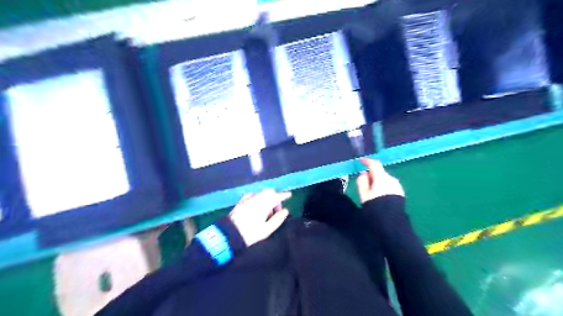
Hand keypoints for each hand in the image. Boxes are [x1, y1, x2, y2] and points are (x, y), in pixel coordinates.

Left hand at [227, 187, 289, 246]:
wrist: (229, 234)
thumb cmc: (250, 233)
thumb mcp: (267, 229)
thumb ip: (278, 219)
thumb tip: (285, 211)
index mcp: (264, 204)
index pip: (277, 196)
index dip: (284, 195)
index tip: (290, 195)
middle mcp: (256, 198)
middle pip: (269, 192)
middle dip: (275, 197)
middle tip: (276, 209)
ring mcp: (248, 199)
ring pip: (261, 193)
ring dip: (266, 198)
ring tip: (266, 211)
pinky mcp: (241, 201)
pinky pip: (252, 195)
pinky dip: (257, 198)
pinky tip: (256, 206)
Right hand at [356, 158, 405, 204]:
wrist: (391, 220)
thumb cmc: (375, 205)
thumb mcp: (363, 194)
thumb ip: (362, 181)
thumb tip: (363, 173)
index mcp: (381, 177)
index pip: (374, 164)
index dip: (367, 161)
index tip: (360, 161)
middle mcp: (391, 178)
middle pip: (380, 172)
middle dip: (371, 174)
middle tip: (363, 180)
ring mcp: (397, 185)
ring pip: (385, 179)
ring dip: (378, 180)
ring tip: (371, 190)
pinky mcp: (400, 192)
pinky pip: (389, 185)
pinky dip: (383, 186)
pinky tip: (379, 194)